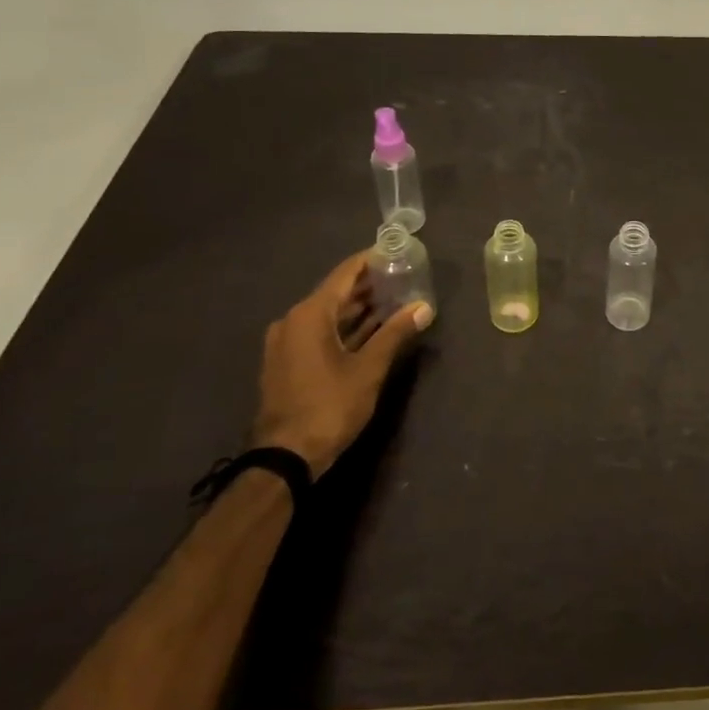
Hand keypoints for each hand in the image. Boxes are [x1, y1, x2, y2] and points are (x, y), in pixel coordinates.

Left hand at [249, 252, 432, 477]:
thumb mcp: (369, 369)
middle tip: (402, 277)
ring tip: (393, 300)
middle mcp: (293, 321)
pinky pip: (319, 333)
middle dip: (368, 285)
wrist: (285, 458)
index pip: (345, 274)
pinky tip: (371, 330)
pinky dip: (344, 328)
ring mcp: (286, 344)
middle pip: (335, 292)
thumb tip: (424, 307)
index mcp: (310, 314)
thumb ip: (396, 333)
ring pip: (328, 315)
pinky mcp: (287, 363)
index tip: (396, 251)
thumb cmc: (329, 406)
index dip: (371, 260)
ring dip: (358, 308)